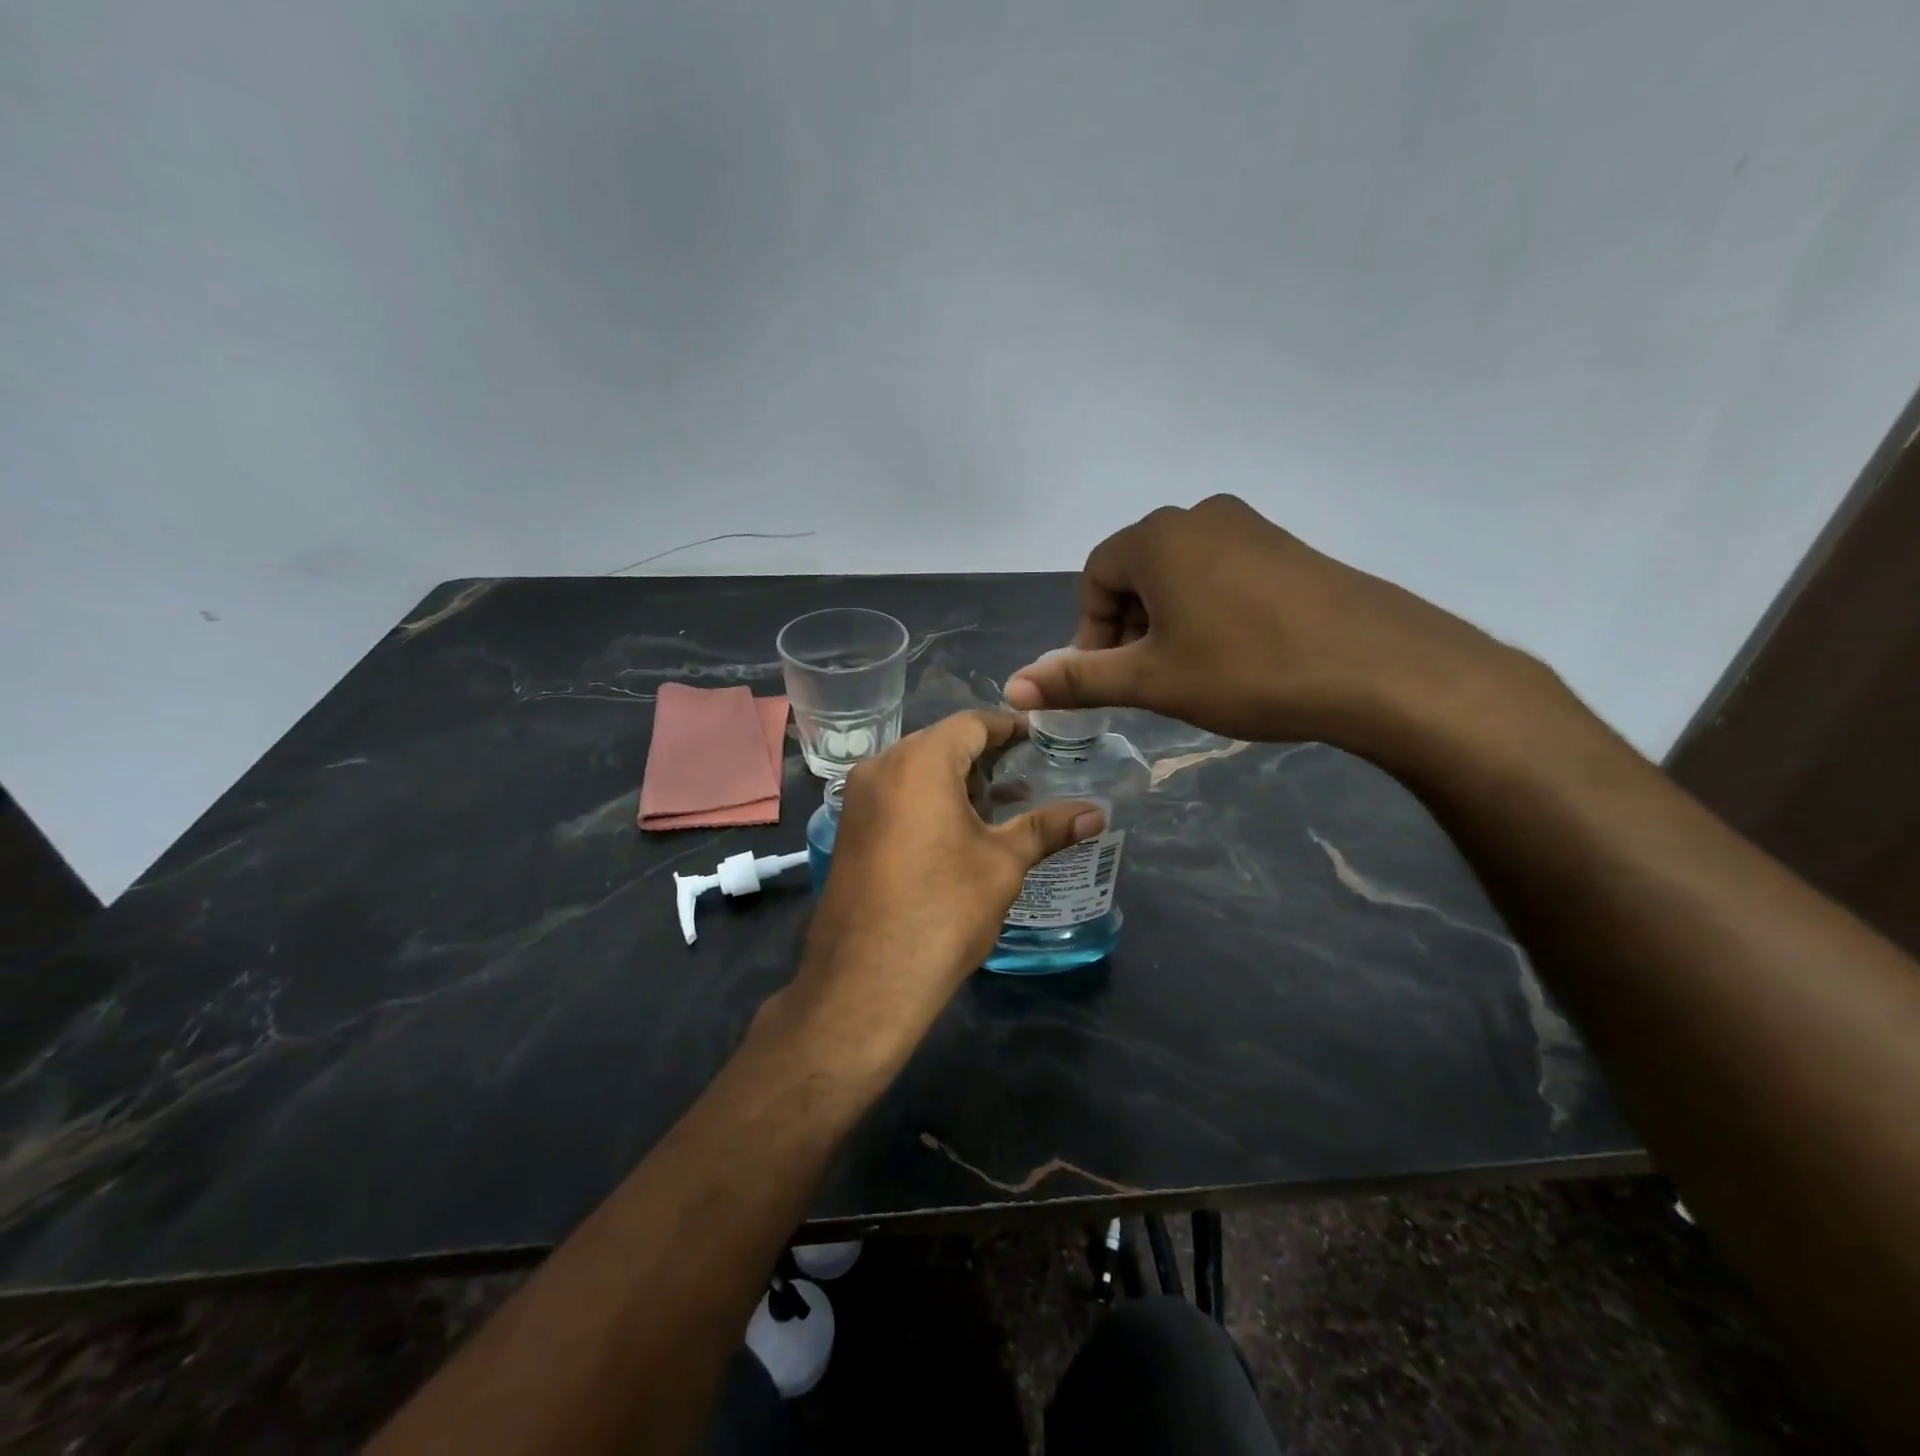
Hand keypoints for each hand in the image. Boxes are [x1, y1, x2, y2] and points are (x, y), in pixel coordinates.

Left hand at [781, 711, 1103, 1055]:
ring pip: (915, 771)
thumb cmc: (943, 908)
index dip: (1008, 729)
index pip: (971, 724)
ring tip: (999, 806)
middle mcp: (880, 767)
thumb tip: (1096, 814)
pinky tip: (957, 831)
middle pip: (940, 744)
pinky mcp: (850, 830)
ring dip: (956, 782)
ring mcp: (858, 800)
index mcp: (919, 761)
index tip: (1040, 739)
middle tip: (1025, 774)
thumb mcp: (1002, 864)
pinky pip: (895, 796)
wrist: (868, 978)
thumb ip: (1046, 828)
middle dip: (983, 757)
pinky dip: (928, 801)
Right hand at [1004, 495, 1554, 762]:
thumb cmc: (1246, 669)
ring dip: (1168, 621)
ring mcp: (1250, 526)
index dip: (1091, 631)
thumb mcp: (1152, 681)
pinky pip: (1223, 573)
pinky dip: (1209, 610)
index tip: (1110, 678)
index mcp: (1157, 538)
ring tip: (1192, 672)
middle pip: (1137, 573)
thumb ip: (1078, 679)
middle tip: (1149, 680)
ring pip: (1181, 574)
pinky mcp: (1288, 547)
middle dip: (1129, 627)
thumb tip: (1012, 686)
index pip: (1095, 577)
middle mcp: (1199, 516)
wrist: (1378, 667)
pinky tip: (1236, 654)